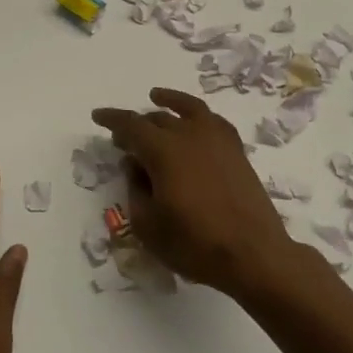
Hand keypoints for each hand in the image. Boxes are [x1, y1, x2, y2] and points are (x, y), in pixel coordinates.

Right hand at [90, 88, 301, 296]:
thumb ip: (135, 189)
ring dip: (169, 103)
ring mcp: (217, 140)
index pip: (131, 125)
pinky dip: (199, 115)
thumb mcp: (148, 224)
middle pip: (157, 119)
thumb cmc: (194, 243)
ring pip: (188, 110)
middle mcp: (189, 135)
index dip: (112, 119)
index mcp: (163, 151)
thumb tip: (134, 164)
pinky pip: (214, 121)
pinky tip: (196, 120)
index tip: (98, 116)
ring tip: (157, 98)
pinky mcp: (236, 152)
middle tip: (123, 137)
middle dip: (136, 124)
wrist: (254, 255)